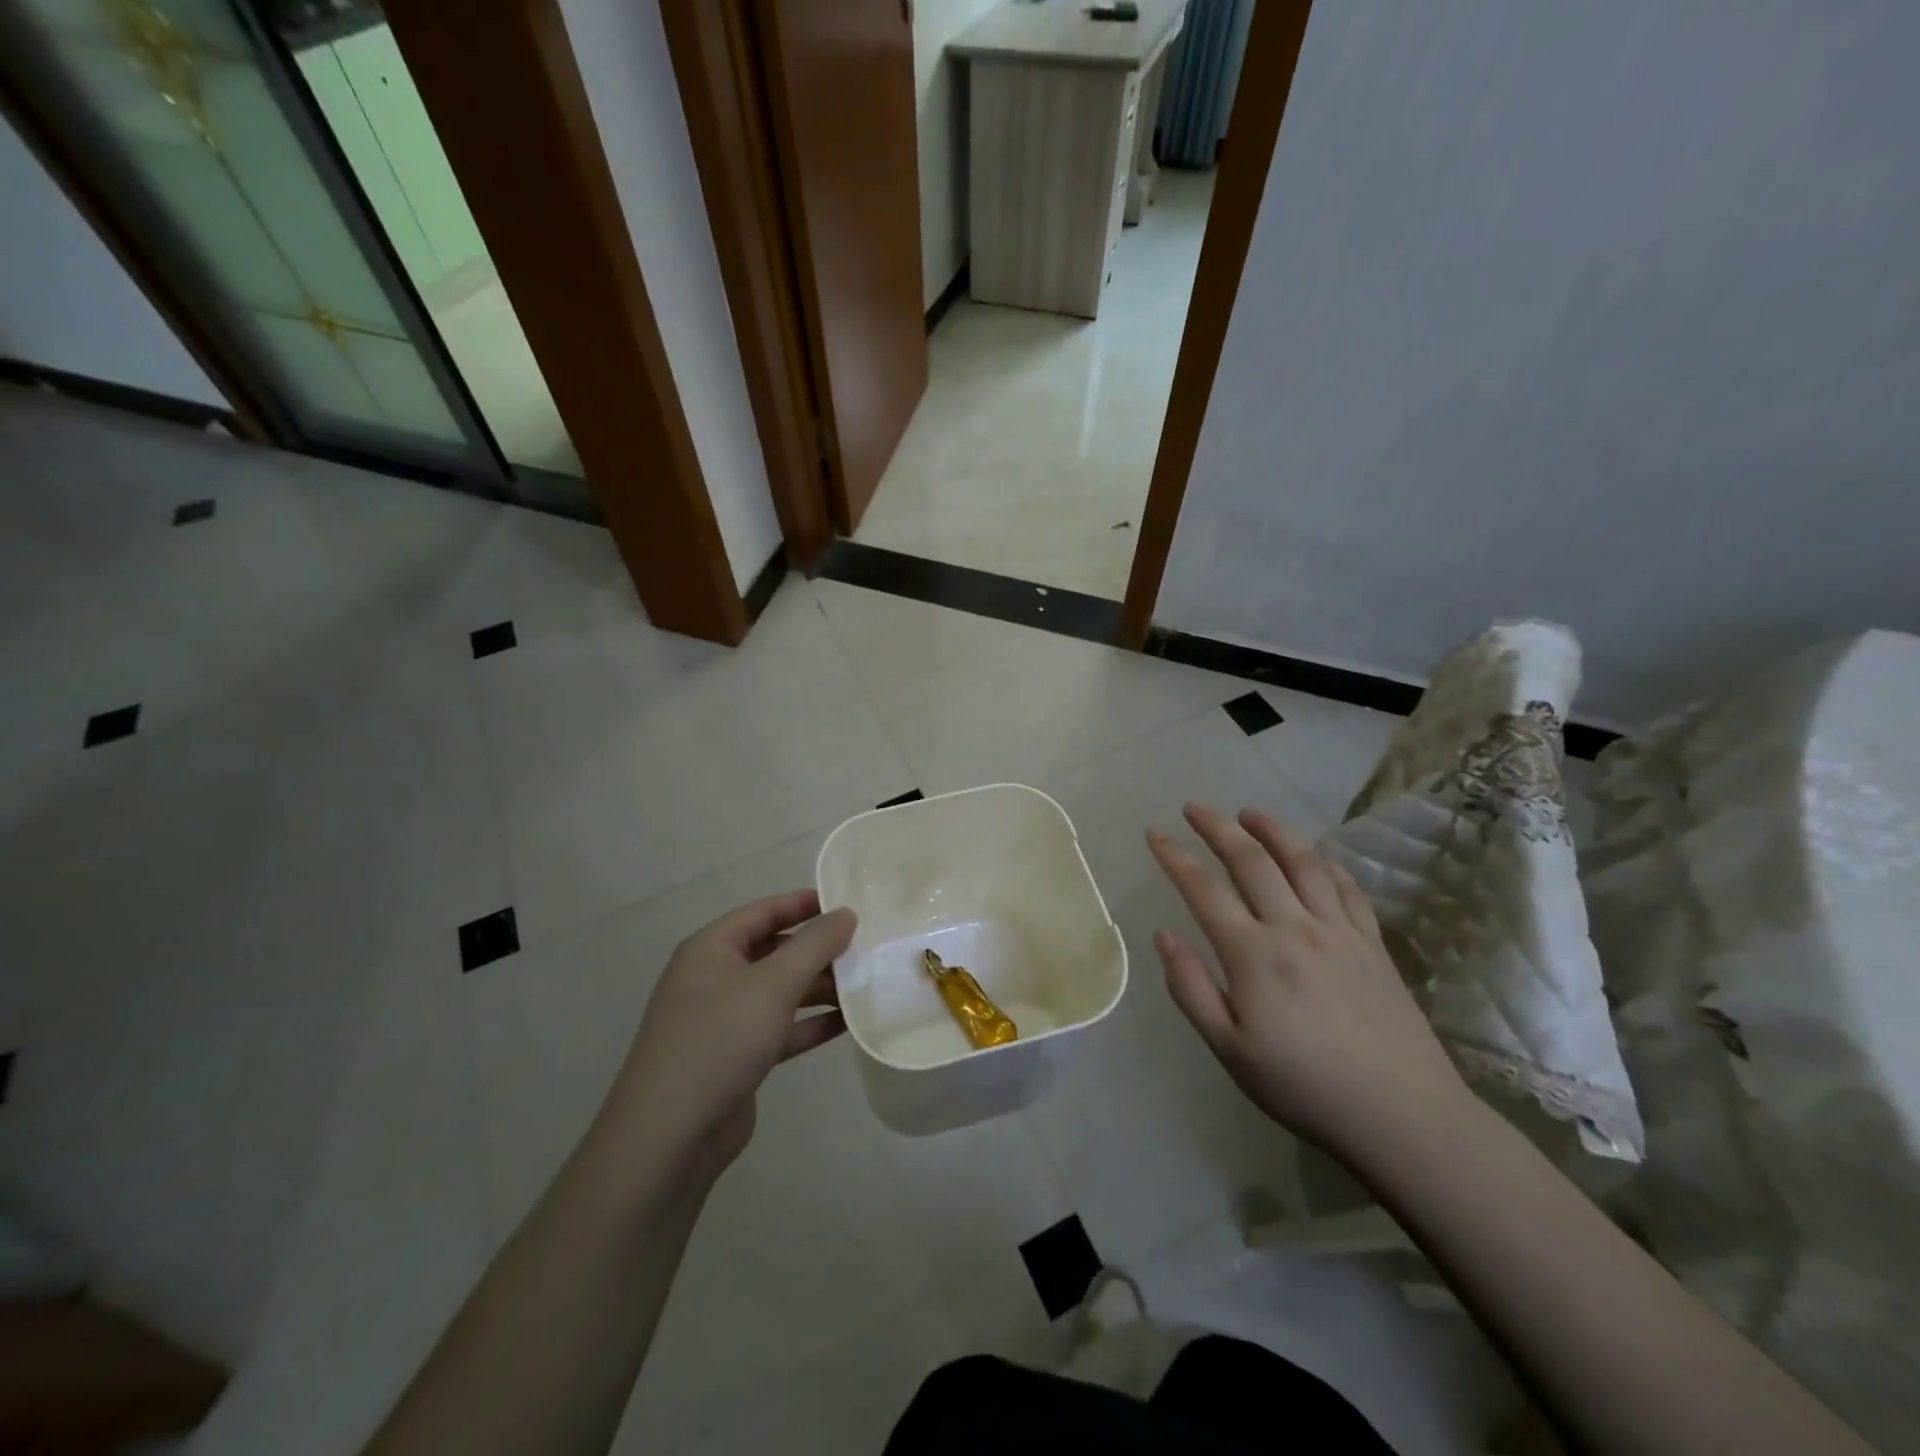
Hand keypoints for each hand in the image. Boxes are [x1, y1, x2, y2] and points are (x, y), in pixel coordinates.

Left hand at [604, 891, 855, 1183]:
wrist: (670, 1136)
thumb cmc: (719, 1040)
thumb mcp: (773, 984)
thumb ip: (814, 945)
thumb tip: (846, 913)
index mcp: (711, 949)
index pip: (763, 912)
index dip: (804, 904)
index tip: (846, 903)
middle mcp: (714, 977)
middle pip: (774, 951)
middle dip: (817, 949)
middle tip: (865, 947)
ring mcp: (724, 1020)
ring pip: (780, 991)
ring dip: (819, 987)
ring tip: (865, 984)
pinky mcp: (736, 1057)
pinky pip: (780, 1028)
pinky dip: (810, 1023)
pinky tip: (848, 1023)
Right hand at [1147, 804, 1469, 1162]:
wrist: (1402, 1116)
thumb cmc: (1304, 1087)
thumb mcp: (1230, 1050)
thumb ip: (1191, 988)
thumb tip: (1163, 935)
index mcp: (1254, 955)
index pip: (1204, 890)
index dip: (1175, 858)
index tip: (1154, 834)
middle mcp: (1295, 928)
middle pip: (1252, 860)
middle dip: (1218, 827)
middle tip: (1194, 807)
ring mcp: (1339, 931)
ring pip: (1303, 861)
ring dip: (1272, 830)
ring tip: (1249, 813)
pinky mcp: (1373, 942)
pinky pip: (1346, 886)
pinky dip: (1322, 861)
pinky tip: (1311, 854)